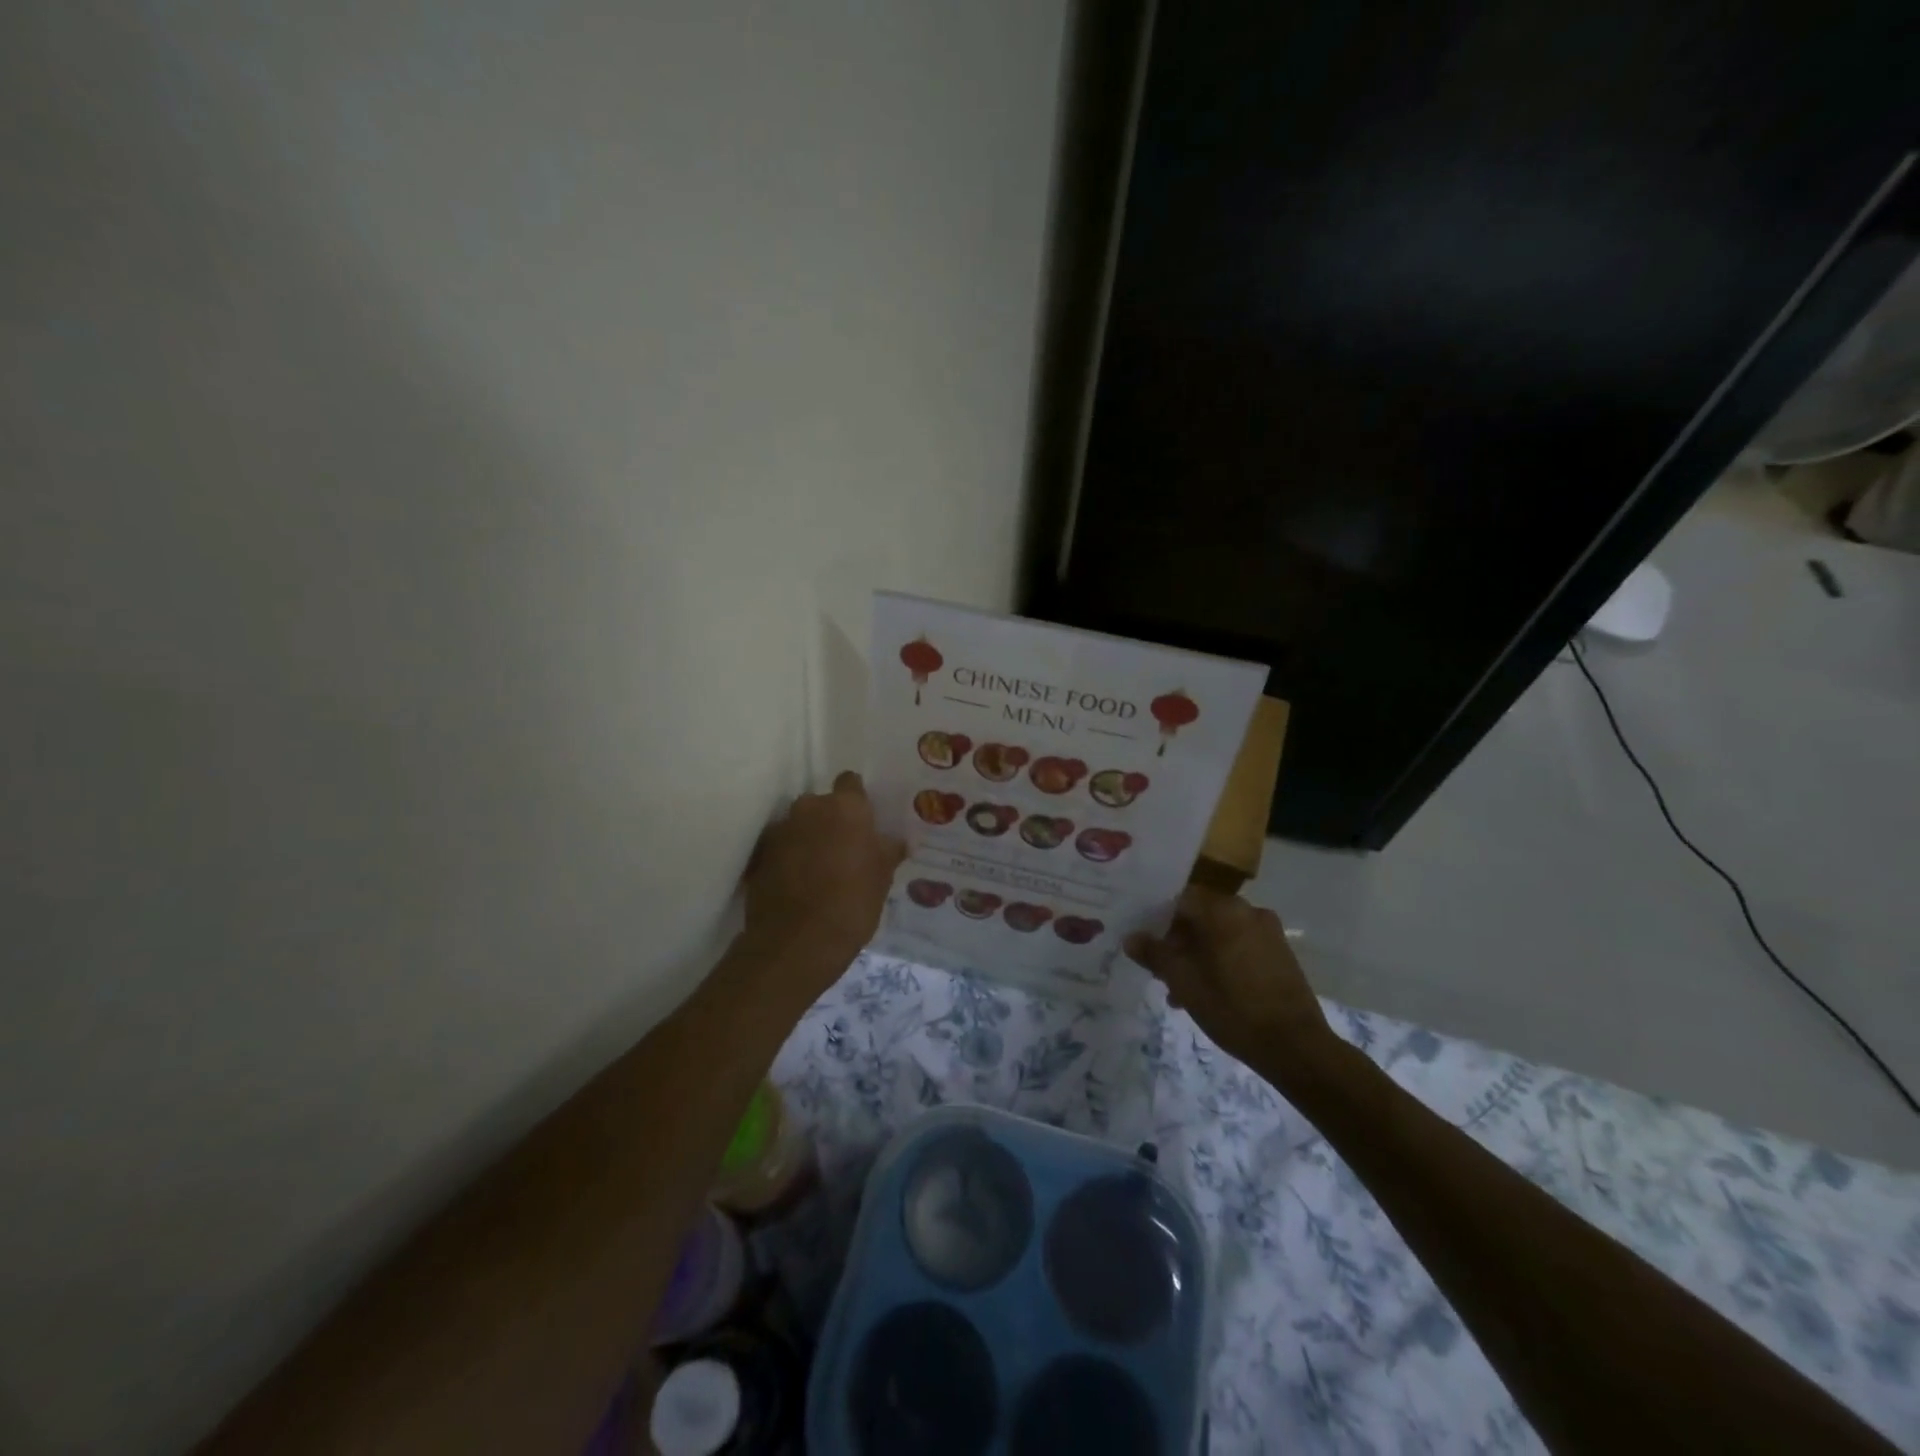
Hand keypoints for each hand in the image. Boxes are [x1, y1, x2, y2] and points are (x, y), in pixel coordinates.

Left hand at [739, 771, 905, 994]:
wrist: (797, 943)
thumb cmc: (852, 904)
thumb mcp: (883, 879)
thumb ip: (888, 851)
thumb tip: (896, 841)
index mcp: (846, 807)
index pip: (851, 783)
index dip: (858, 800)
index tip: (864, 822)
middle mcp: (810, 808)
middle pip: (823, 804)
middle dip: (831, 821)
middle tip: (845, 849)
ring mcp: (781, 830)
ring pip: (800, 825)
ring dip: (808, 839)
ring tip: (820, 869)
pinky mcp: (759, 855)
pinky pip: (780, 847)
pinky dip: (788, 858)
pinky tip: (798, 883)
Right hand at [1125, 886, 1335, 1077]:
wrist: (1296, 1047)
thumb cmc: (1232, 1008)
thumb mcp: (1183, 981)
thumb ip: (1154, 954)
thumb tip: (1131, 938)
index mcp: (1223, 910)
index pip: (1179, 898)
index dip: (1156, 918)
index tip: (1143, 942)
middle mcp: (1247, 910)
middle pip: (1200, 917)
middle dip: (1176, 942)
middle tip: (1160, 972)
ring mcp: (1268, 932)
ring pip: (1219, 934)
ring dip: (1197, 955)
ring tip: (1181, 992)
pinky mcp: (1280, 953)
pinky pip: (1239, 946)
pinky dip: (1220, 961)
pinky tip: (1209, 993)